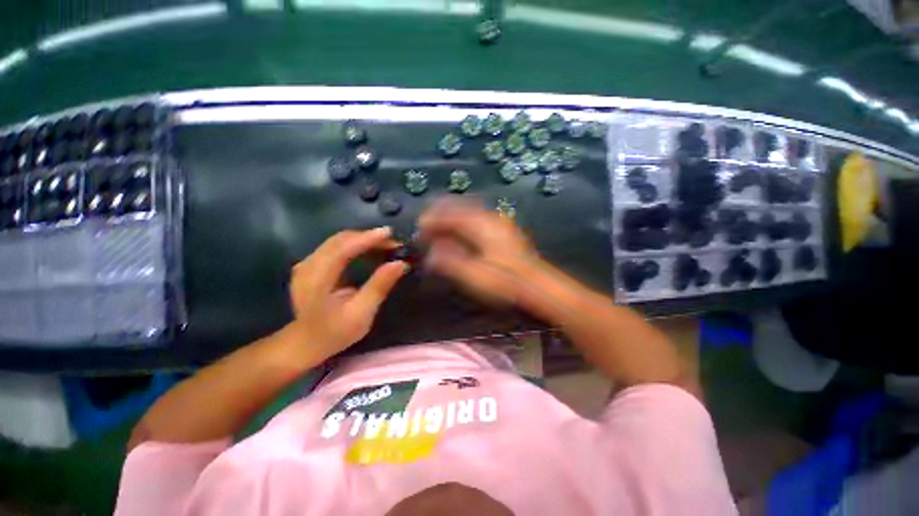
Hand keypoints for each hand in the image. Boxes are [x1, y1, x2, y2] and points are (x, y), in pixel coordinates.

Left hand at [288, 227, 407, 361]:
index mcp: (317, 280)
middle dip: (368, 237)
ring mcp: (306, 264)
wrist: (306, 343)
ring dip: (363, 239)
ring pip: (338, 241)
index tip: (389, 233)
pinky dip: (354, 244)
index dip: (366, 239)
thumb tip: (400, 263)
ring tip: (385, 245)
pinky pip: (335, 246)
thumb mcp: (362, 313)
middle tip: (393, 242)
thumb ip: (380, 286)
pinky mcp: (311, 265)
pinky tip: (369, 250)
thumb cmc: (336, 332)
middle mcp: (308, 266)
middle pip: (340, 240)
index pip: (342, 249)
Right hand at [419, 198, 545, 307]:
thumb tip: (429, 253)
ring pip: (468, 211)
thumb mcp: (474, 275)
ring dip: (451, 218)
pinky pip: (477, 219)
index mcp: (481, 225)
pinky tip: (459, 235)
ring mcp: (499, 223)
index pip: (450, 214)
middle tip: (426, 228)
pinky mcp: (503, 231)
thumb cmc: (505, 282)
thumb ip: (450, 262)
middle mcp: (490, 218)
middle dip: (440, 215)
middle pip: (459, 207)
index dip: (432, 219)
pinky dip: (463, 223)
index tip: (419, 228)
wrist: (537, 286)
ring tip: (439, 231)